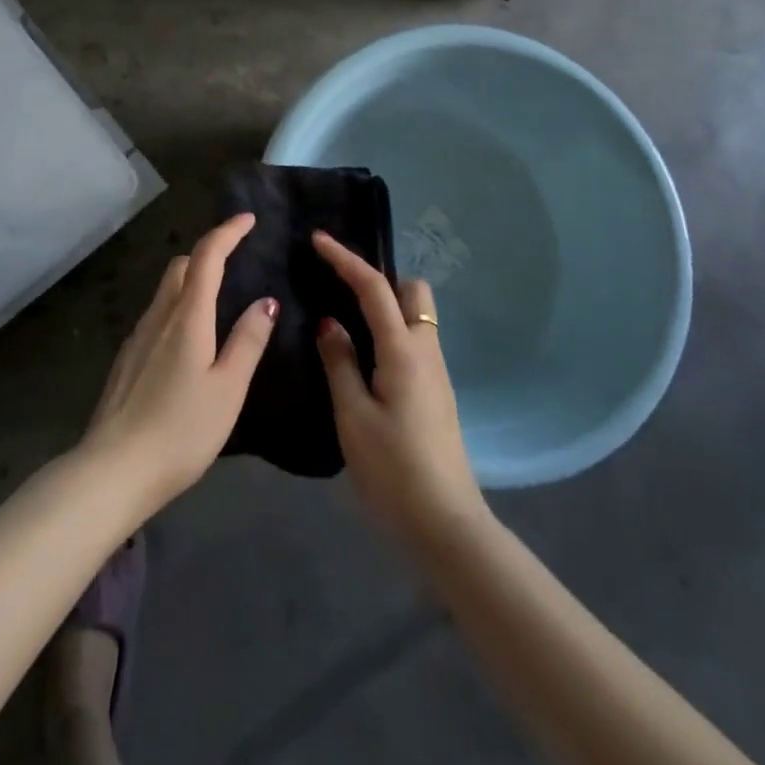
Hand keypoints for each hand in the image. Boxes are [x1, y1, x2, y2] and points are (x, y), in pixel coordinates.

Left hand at [81, 214, 276, 516]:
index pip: (207, 256)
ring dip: (191, 280)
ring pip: (165, 290)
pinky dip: (177, 307)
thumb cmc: (181, 430)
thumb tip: (265, 300)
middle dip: (208, 253)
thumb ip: (247, 342)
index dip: (227, 232)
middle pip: (181, 266)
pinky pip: (156, 314)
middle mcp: (159, 316)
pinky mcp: (127, 357)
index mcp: (187, 317)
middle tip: (235, 259)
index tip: (247, 219)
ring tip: (217, 298)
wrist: (114, 468)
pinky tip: (188, 338)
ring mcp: (137, 336)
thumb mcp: (228, 389)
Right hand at [314, 232, 487, 551]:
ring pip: (416, 316)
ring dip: (385, 306)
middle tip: (341, 289)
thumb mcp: (352, 415)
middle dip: (379, 279)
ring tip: (344, 319)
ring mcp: (436, 372)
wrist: (446, 524)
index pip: (373, 287)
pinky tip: (364, 355)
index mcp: (403, 350)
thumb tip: (330, 323)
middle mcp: (426, 351)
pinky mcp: (436, 392)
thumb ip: (339, 362)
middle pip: (411, 291)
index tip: (318, 240)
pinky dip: (389, 330)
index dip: (345, 259)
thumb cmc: (393, 469)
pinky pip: (414, 341)